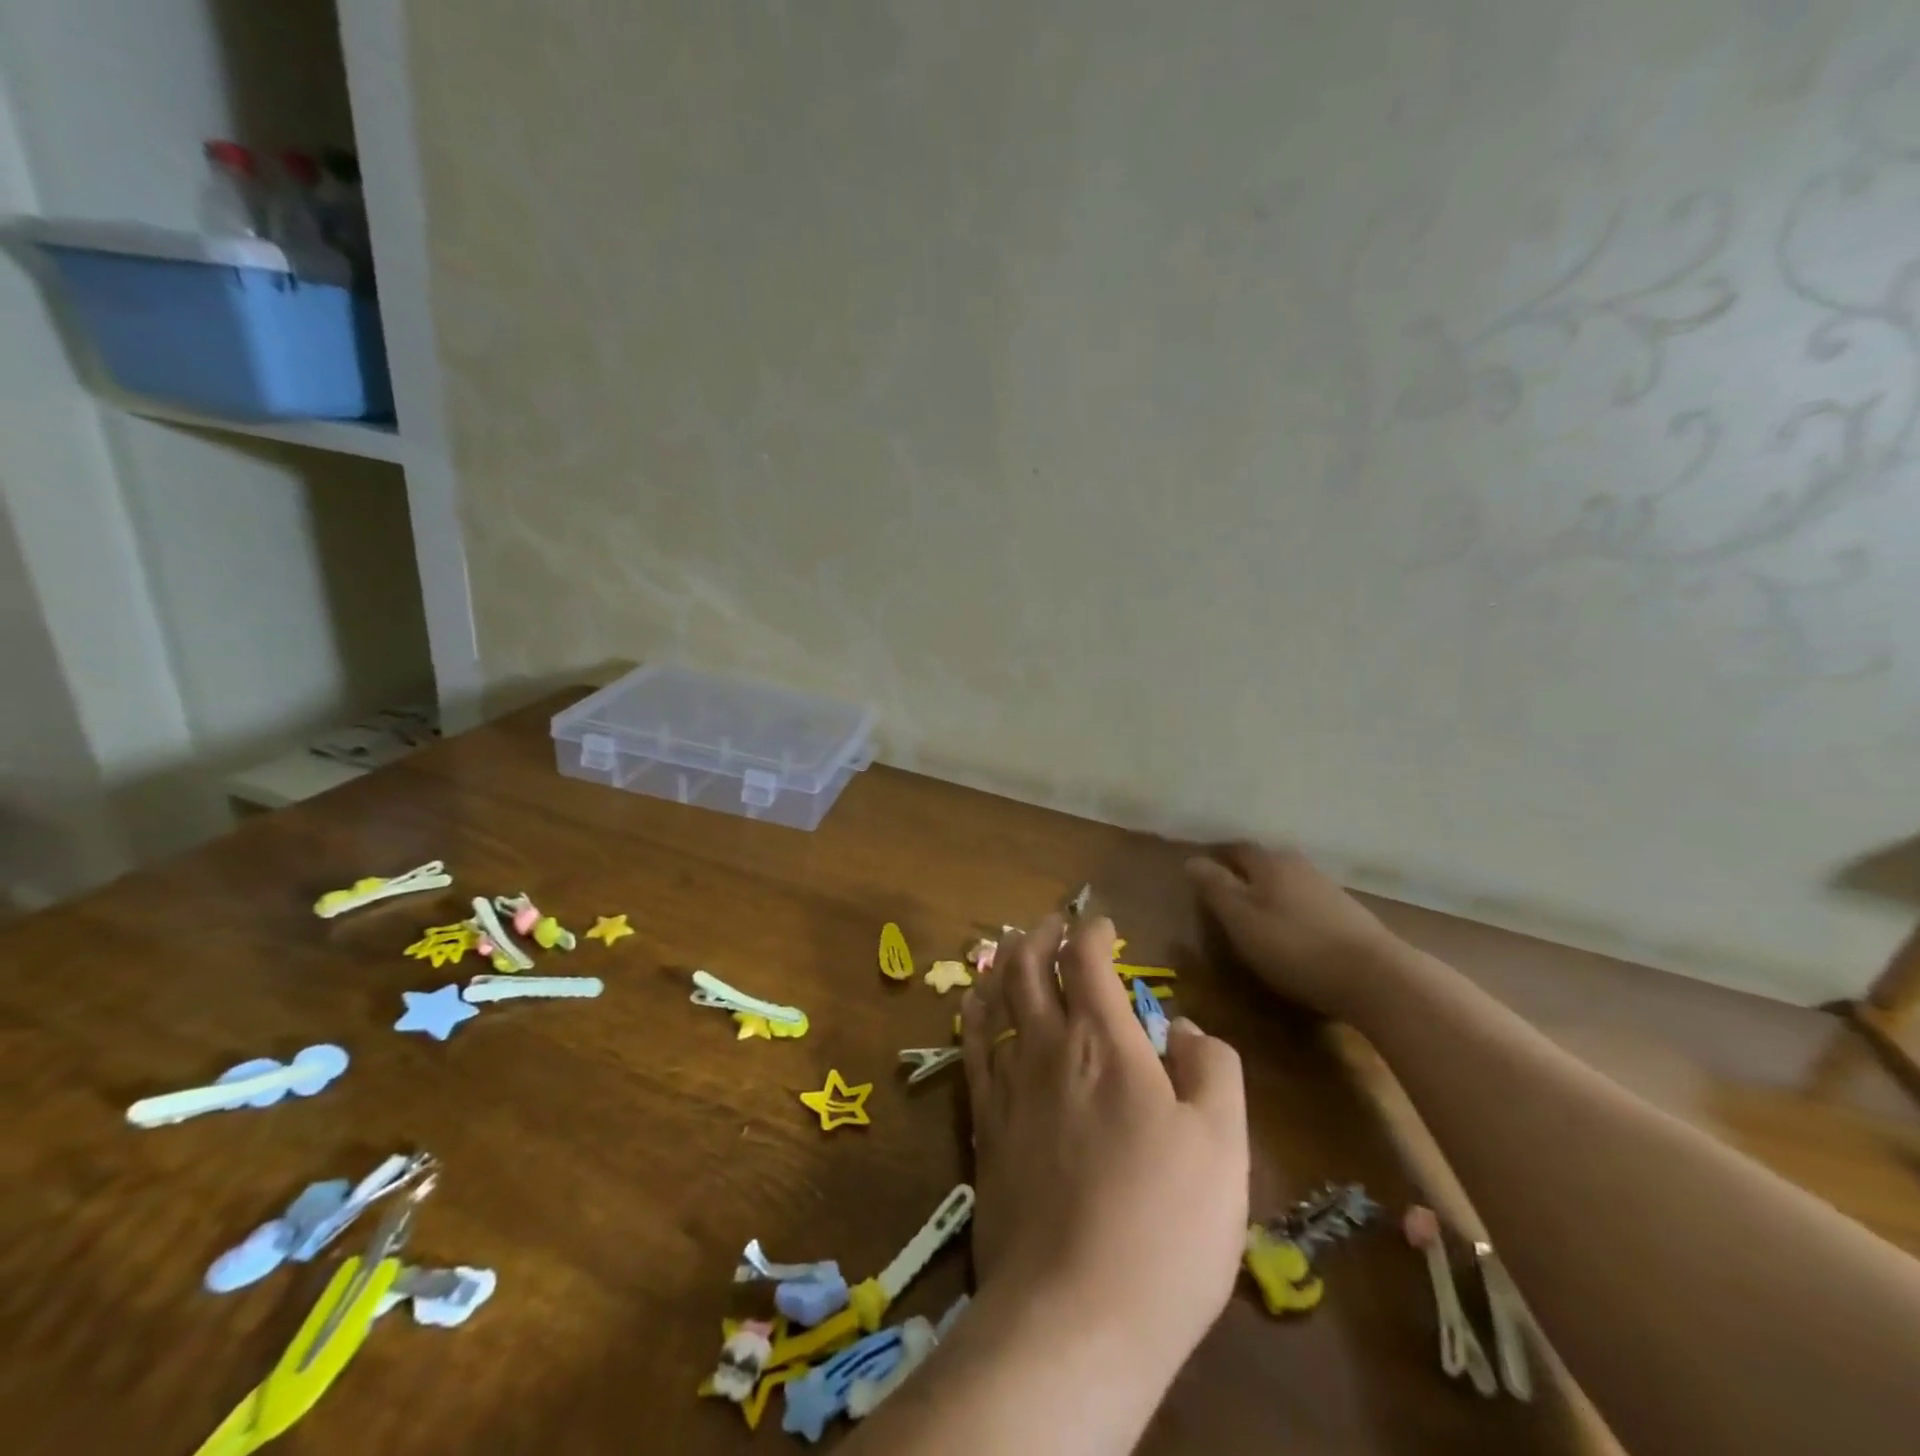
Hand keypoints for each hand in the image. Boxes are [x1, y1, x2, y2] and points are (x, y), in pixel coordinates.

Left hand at [960, 913, 1248, 1373]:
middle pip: (1030, 969)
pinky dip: (973, 1015)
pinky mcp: (984, 1128)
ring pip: (995, 1001)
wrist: (1075, 1316)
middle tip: (1051, 924)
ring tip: (1008, 948)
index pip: (1088, 962)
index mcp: (1106, 1044)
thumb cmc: (1166, 1228)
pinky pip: (971, 1050)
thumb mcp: (1224, 1145)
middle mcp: (1048, 1050)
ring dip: (1003, 965)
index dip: (1093, 933)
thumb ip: (1213, 1069)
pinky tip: (974, 1007)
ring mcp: (1008, 1087)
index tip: (1103, 925)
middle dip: (1040, 936)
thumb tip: (1185, 1024)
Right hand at [1186, 844, 1406, 1020]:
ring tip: (1258, 914)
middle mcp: (1299, 866)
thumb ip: (1214, 887)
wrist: (1376, 977)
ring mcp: (1328, 889)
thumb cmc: (1293, 945)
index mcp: (1269, 862)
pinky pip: (1310, 903)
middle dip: (1245, 873)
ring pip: (1289, 882)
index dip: (1217, 858)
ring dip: (1272, 892)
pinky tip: (1294, 931)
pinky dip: (1295, 910)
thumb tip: (1191, 860)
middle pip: (1265, 862)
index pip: (1236, 849)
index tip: (1202, 873)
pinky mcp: (1350, 915)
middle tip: (1227, 894)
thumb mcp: (1240, 918)